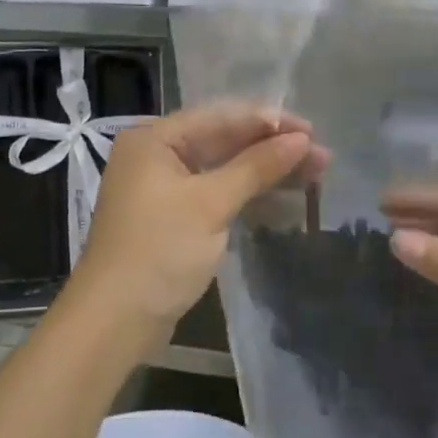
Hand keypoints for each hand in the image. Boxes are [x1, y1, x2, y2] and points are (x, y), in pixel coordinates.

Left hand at [69, 105, 324, 333]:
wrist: (115, 320)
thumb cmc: (159, 251)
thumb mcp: (210, 204)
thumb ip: (256, 167)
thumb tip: (301, 140)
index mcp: (154, 139)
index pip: (220, 117)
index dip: (270, 122)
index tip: (313, 132)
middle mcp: (156, 156)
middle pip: (223, 141)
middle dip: (272, 148)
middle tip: (322, 158)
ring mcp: (163, 189)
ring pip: (223, 169)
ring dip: (265, 171)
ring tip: (315, 175)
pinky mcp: (173, 218)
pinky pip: (216, 194)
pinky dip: (247, 194)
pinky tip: (282, 197)